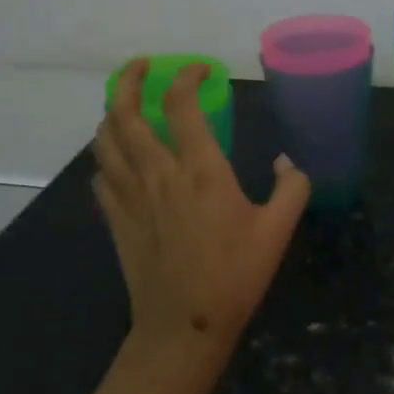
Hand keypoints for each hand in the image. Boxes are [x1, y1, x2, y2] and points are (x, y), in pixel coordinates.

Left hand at [93, 60, 311, 353]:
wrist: (185, 326)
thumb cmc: (235, 275)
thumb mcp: (277, 230)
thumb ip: (292, 187)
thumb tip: (287, 161)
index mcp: (200, 170)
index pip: (181, 106)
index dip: (187, 78)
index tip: (201, 71)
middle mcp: (158, 173)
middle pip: (127, 113)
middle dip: (130, 81)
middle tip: (143, 67)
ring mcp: (131, 196)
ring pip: (105, 141)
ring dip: (112, 114)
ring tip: (125, 106)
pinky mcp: (116, 220)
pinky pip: (101, 176)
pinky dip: (107, 158)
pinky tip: (118, 161)